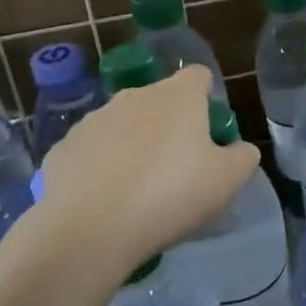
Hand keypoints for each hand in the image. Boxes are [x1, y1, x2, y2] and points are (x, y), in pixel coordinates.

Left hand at [9, 67, 257, 285]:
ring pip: (123, 125)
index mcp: (178, 96)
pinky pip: (92, 152)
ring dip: (134, 146)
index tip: (209, 131)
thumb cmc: (171, 195)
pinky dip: (101, 168)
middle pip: (160, 101)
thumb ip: (242, 157)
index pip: (199, 76)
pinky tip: (106, 202)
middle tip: (179, 168)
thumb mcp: (227, 181)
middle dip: (170, 126)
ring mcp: (93, 120)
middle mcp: (134, 97)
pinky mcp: (62, 148)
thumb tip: (239, 148)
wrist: (89, 228)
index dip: (207, 98)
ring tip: (140, 190)